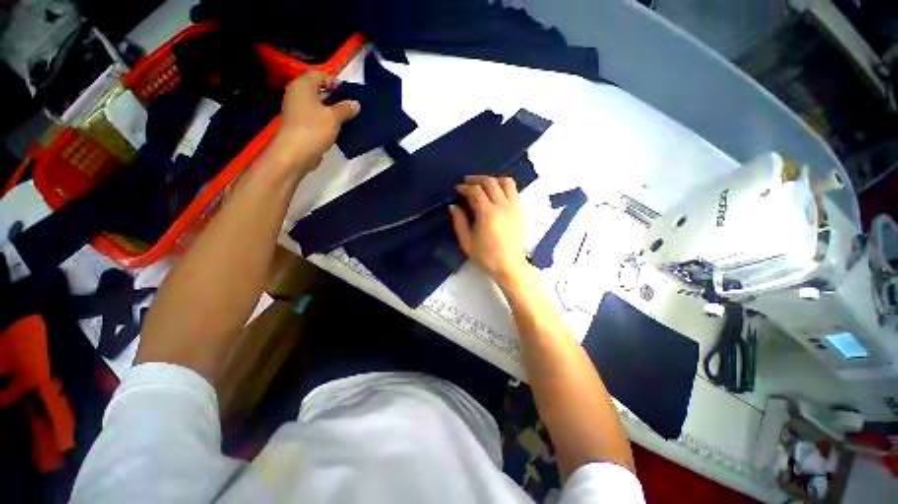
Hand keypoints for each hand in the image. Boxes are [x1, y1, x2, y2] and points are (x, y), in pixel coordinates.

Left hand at [274, 71, 359, 169]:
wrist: (295, 153)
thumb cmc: (314, 129)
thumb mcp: (334, 117)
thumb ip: (346, 108)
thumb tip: (355, 103)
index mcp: (303, 86)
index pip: (320, 76)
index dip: (335, 82)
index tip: (350, 94)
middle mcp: (298, 95)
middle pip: (319, 91)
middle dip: (336, 98)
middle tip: (352, 107)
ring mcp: (298, 111)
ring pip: (319, 106)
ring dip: (333, 112)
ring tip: (349, 119)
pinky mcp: (302, 126)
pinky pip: (317, 119)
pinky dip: (328, 122)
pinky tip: (340, 129)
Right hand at [450, 175, 531, 284]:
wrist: (510, 266)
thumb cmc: (486, 257)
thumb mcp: (467, 242)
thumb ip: (459, 222)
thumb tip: (453, 206)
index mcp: (488, 214)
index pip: (476, 191)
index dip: (465, 187)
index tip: (457, 189)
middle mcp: (503, 206)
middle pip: (490, 182)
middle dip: (476, 179)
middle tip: (467, 182)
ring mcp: (514, 207)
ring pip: (506, 182)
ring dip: (493, 179)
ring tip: (483, 185)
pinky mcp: (521, 211)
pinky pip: (514, 190)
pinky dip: (504, 186)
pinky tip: (496, 193)